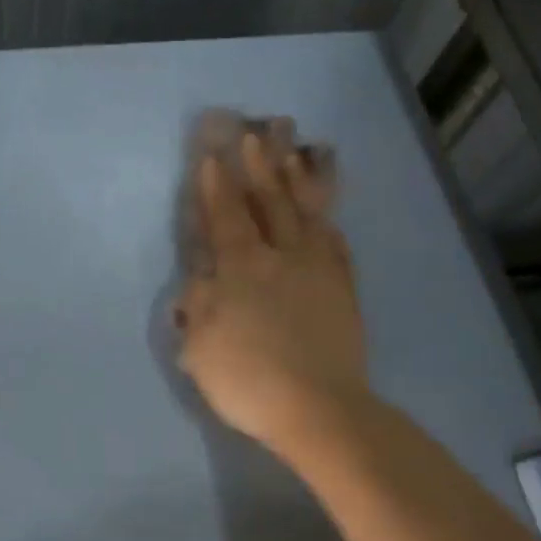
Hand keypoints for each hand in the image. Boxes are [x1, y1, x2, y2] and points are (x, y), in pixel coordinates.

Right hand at [177, 125, 369, 460]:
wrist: (320, 409)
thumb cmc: (249, 380)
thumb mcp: (200, 347)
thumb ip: (197, 306)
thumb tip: (200, 278)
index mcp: (242, 268)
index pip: (225, 216)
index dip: (216, 185)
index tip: (212, 155)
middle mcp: (281, 257)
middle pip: (270, 201)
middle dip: (261, 165)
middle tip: (257, 131)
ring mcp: (318, 269)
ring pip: (307, 212)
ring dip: (299, 179)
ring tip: (299, 150)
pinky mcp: (343, 287)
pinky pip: (335, 240)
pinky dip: (328, 219)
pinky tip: (325, 211)